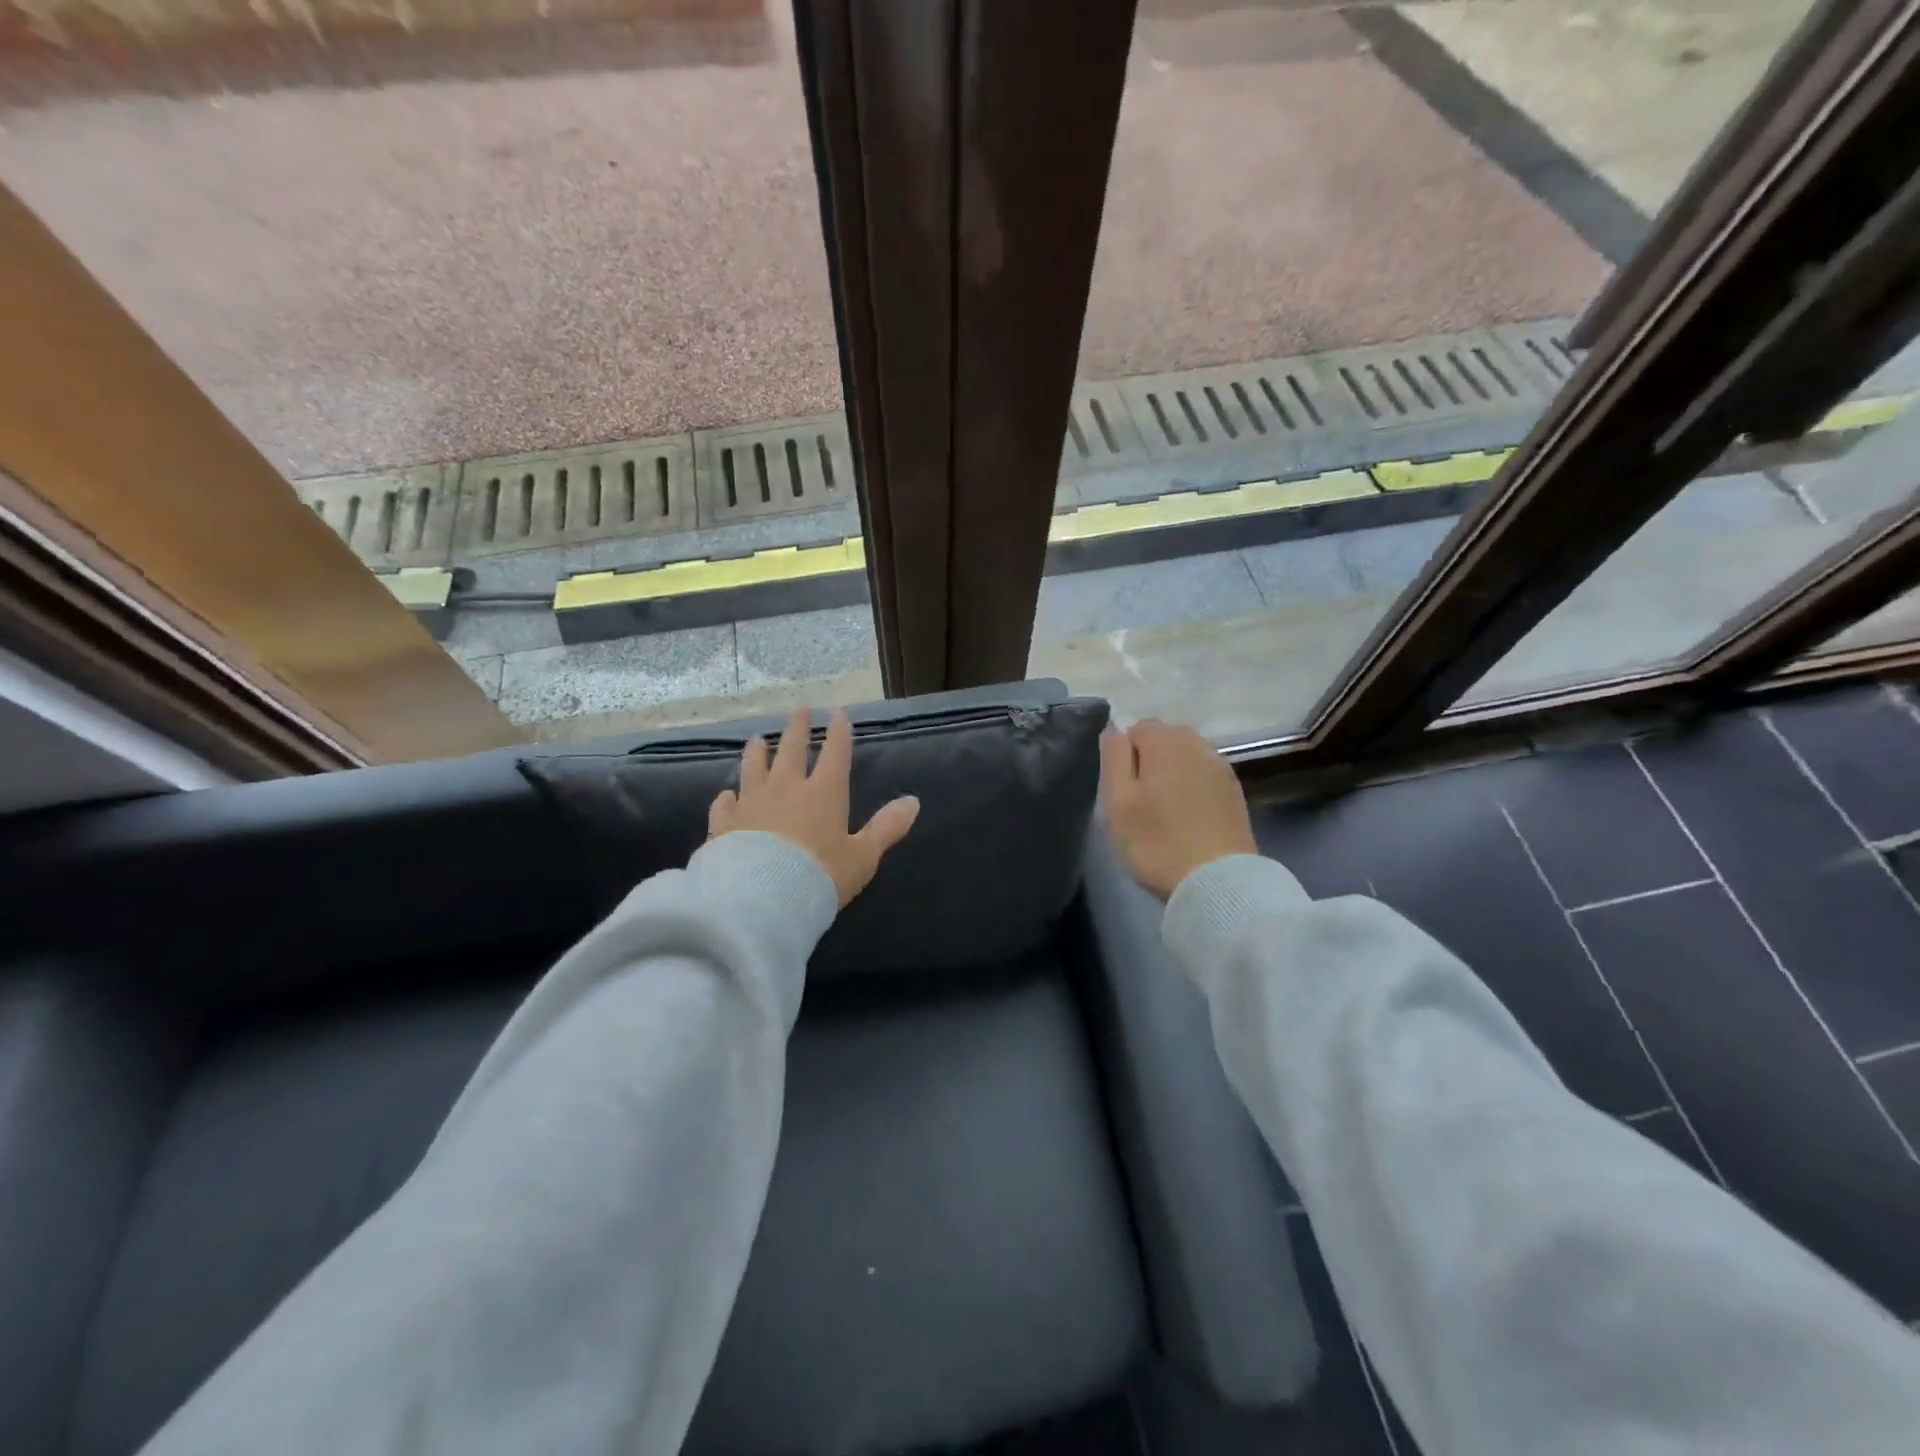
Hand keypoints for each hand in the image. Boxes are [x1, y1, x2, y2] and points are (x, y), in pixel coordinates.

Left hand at [708, 708, 919, 907]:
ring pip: (753, 767)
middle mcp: (786, 788)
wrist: (762, 897)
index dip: (839, 732)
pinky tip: (726, 795)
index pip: (835, 754)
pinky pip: (725, 803)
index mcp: (824, 793)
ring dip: (757, 751)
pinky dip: (728, 797)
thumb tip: (913, 801)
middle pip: (791, 749)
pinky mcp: (724, 823)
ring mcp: (752, 803)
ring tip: (757, 738)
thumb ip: (886, 828)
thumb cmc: (820, 875)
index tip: (838, 712)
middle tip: (800, 709)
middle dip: (798, 727)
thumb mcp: (863, 856)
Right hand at [1101, 719, 1256, 900]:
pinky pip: (1204, 777)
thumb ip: (1114, 757)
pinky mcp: (1235, 792)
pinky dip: (1192, 788)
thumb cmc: (1157, 841)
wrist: (1218, 882)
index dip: (1123, 755)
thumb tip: (1115, 729)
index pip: (1136, 728)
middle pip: (1165, 739)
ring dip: (1172, 774)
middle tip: (1139, 801)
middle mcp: (1197, 744)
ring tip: (1163, 810)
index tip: (1121, 789)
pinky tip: (1187, 817)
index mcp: (1165, 741)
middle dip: (1149, 760)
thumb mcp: (1118, 801)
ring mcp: (1221, 767)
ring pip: (1186, 758)